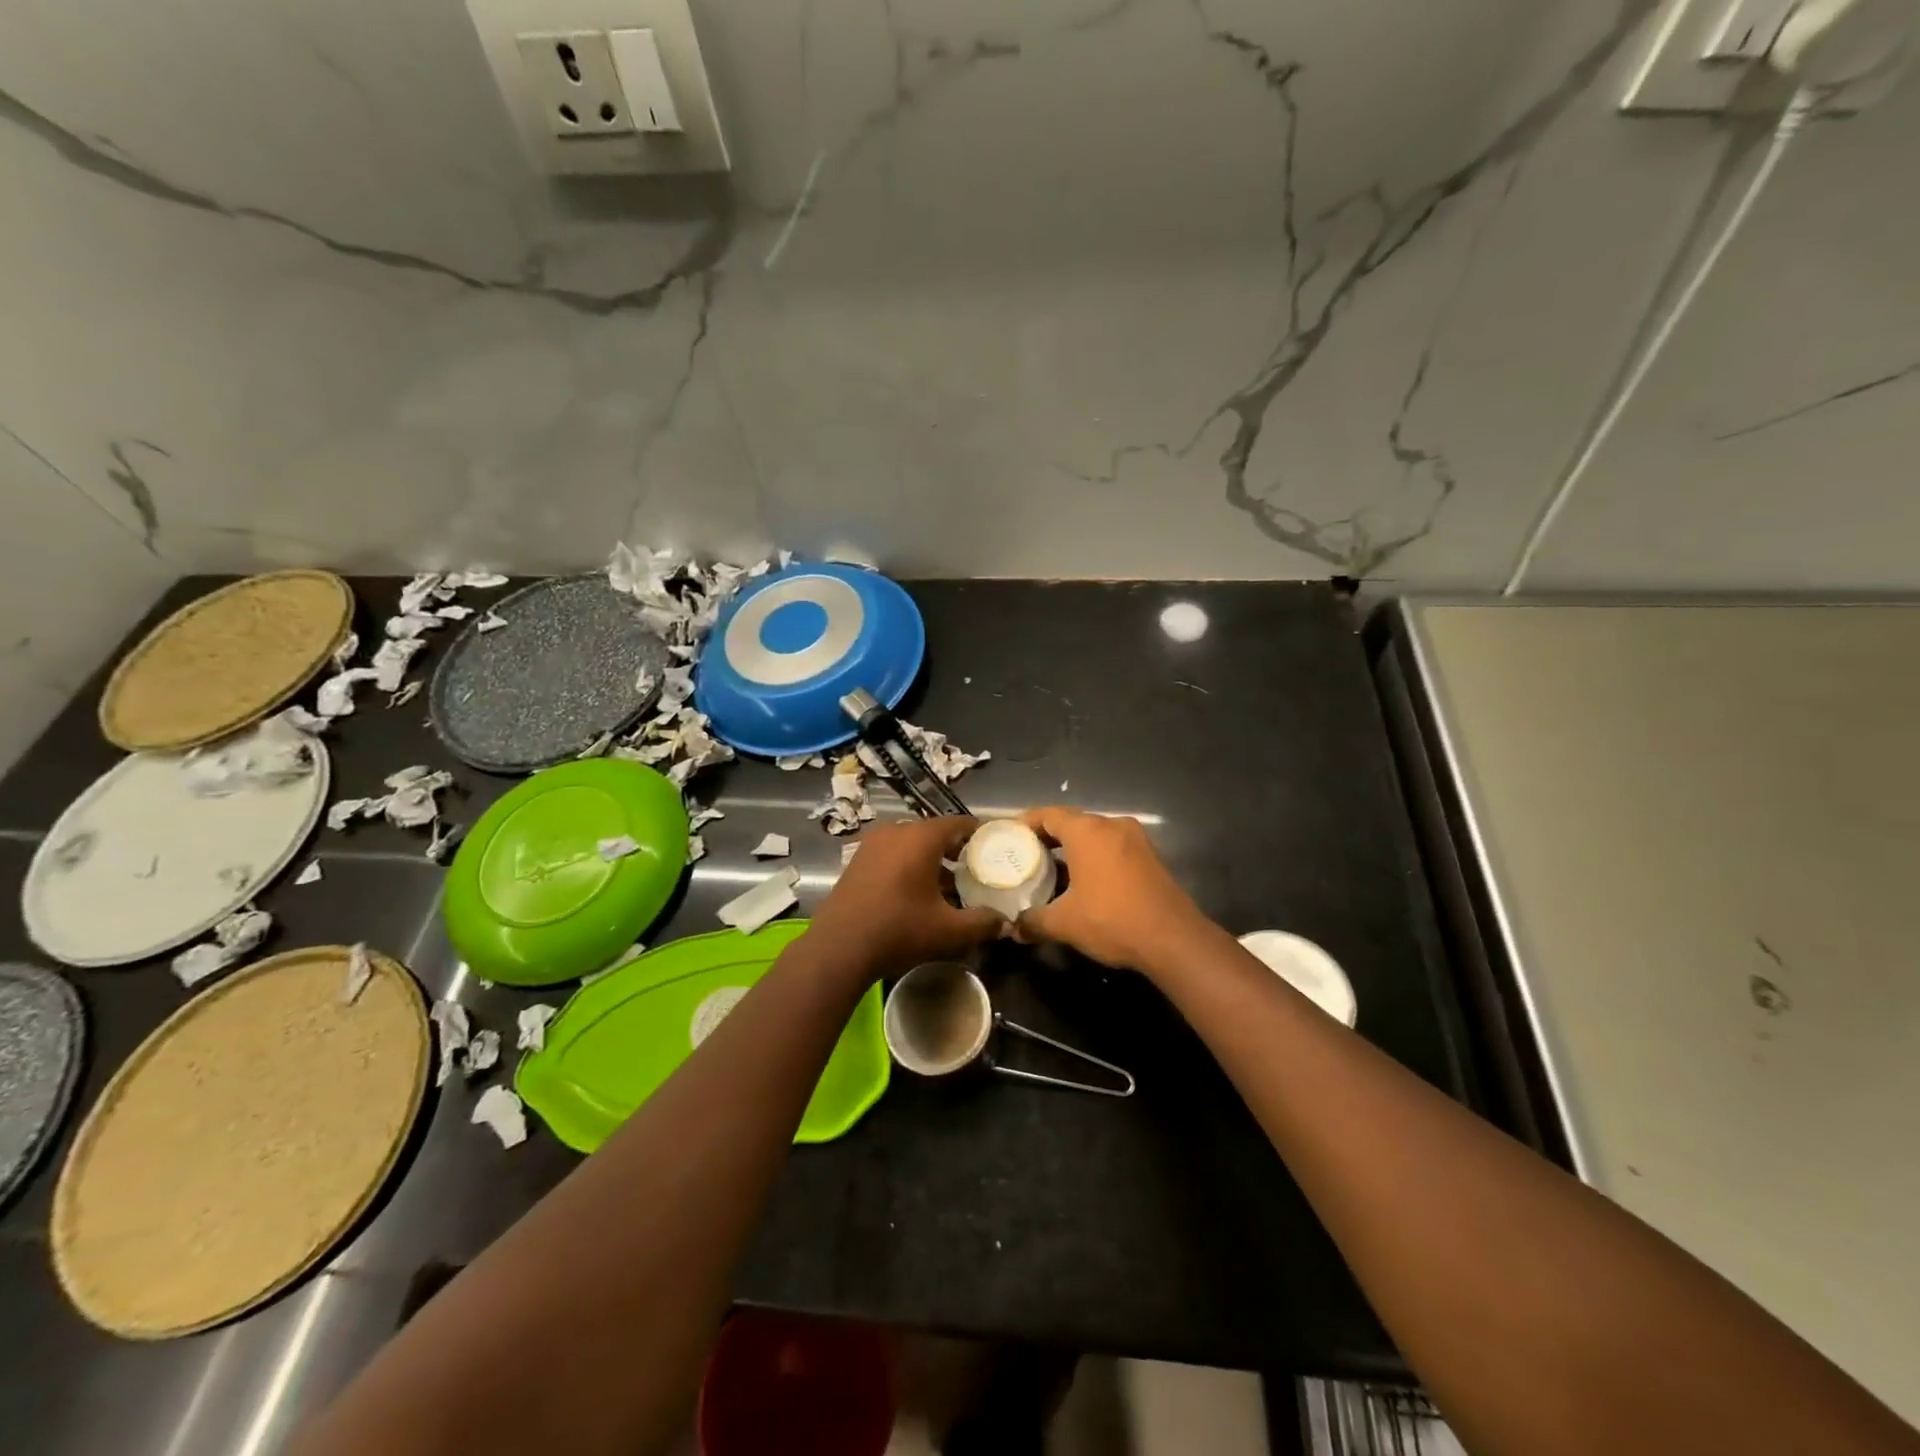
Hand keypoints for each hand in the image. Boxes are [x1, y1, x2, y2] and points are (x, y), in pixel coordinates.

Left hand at [806, 816, 1003, 980]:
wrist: (838, 949)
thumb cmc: (899, 930)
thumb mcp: (949, 931)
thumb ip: (983, 923)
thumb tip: (1005, 923)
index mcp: (920, 837)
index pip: (958, 823)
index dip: (978, 834)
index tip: (993, 848)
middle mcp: (896, 831)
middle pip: (934, 833)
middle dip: (955, 850)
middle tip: (974, 871)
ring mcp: (871, 844)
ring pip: (911, 844)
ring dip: (930, 860)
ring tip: (947, 887)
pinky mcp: (857, 861)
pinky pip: (892, 854)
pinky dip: (908, 866)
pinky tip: (916, 894)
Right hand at [1016, 806, 1211, 975]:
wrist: (1173, 939)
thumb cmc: (1112, 920)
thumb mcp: (1064, 923)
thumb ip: (1034, 921)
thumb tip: (1013, 929)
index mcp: (1087, 831)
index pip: (1049, 814)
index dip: (1027, 823)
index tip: (1011, 837)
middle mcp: (1112, 825)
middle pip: (1072, 822)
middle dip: (1048, 837)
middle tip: (1027, 856)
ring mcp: (1135, 839)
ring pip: (1095, 835)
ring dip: (1074, 849)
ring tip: (1053, 871)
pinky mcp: (1150, 856)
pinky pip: (1113, 847)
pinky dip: (1095, 857)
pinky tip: (1085, 882)